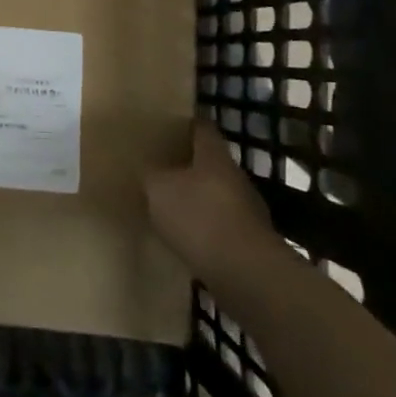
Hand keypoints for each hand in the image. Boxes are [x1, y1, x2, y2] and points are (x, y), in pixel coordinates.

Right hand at [145, 124, 280, 282]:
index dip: (185, 123)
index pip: (202, 128)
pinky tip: (183, 236)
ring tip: (167, 202)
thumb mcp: (158, 189)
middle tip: (159, 164)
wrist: (246, 274)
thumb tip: (147, 169)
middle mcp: (235, 177)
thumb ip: (150, 175)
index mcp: (214, 156)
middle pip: (209, 162)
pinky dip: (202, 227)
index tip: (167, 122)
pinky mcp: (248, 241)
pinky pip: (219, 224)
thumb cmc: (199, 217)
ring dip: (194, 197)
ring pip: (214, 194)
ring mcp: (246, 210)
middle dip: (186, 163)